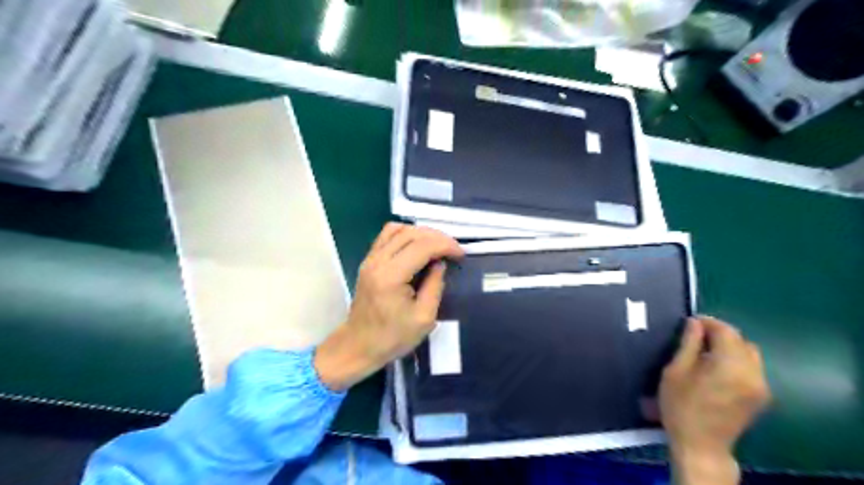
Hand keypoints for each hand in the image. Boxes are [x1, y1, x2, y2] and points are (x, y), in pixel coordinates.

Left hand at [316, 221, 465, 388]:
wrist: (358, 346)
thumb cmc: (392, 338)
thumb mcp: (424, 318)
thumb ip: (435, 286)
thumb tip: (441, 263)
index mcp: (391, 277)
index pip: (422, 246)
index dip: (446, 245)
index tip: (461, 254)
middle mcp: (378, 261)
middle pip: (410, 233)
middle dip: (437, 237)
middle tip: (453, 249)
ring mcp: (370, 259)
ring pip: (397, 229)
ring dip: (421, 233)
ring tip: (437, 246)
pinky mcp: (368, 261)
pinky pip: (387, 236)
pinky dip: (405, 234)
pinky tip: (417, 246)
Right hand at [659, 316, 772, 483]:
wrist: (701, 444)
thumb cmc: (680, 406)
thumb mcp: (676, 371)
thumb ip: (689, 344)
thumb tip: (695, 323)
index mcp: (730, 365)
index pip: (726, 332)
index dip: (709, 322)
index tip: (691, 321)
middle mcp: (752, 373)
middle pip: (741, 341)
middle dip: (720, 333)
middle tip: (696, 335)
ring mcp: (761, 386)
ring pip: (749, 353)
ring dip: (730, 346)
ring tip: (707, 350)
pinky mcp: (761, 396)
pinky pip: (752, 367)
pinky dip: (737, 359)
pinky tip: (718, 367)